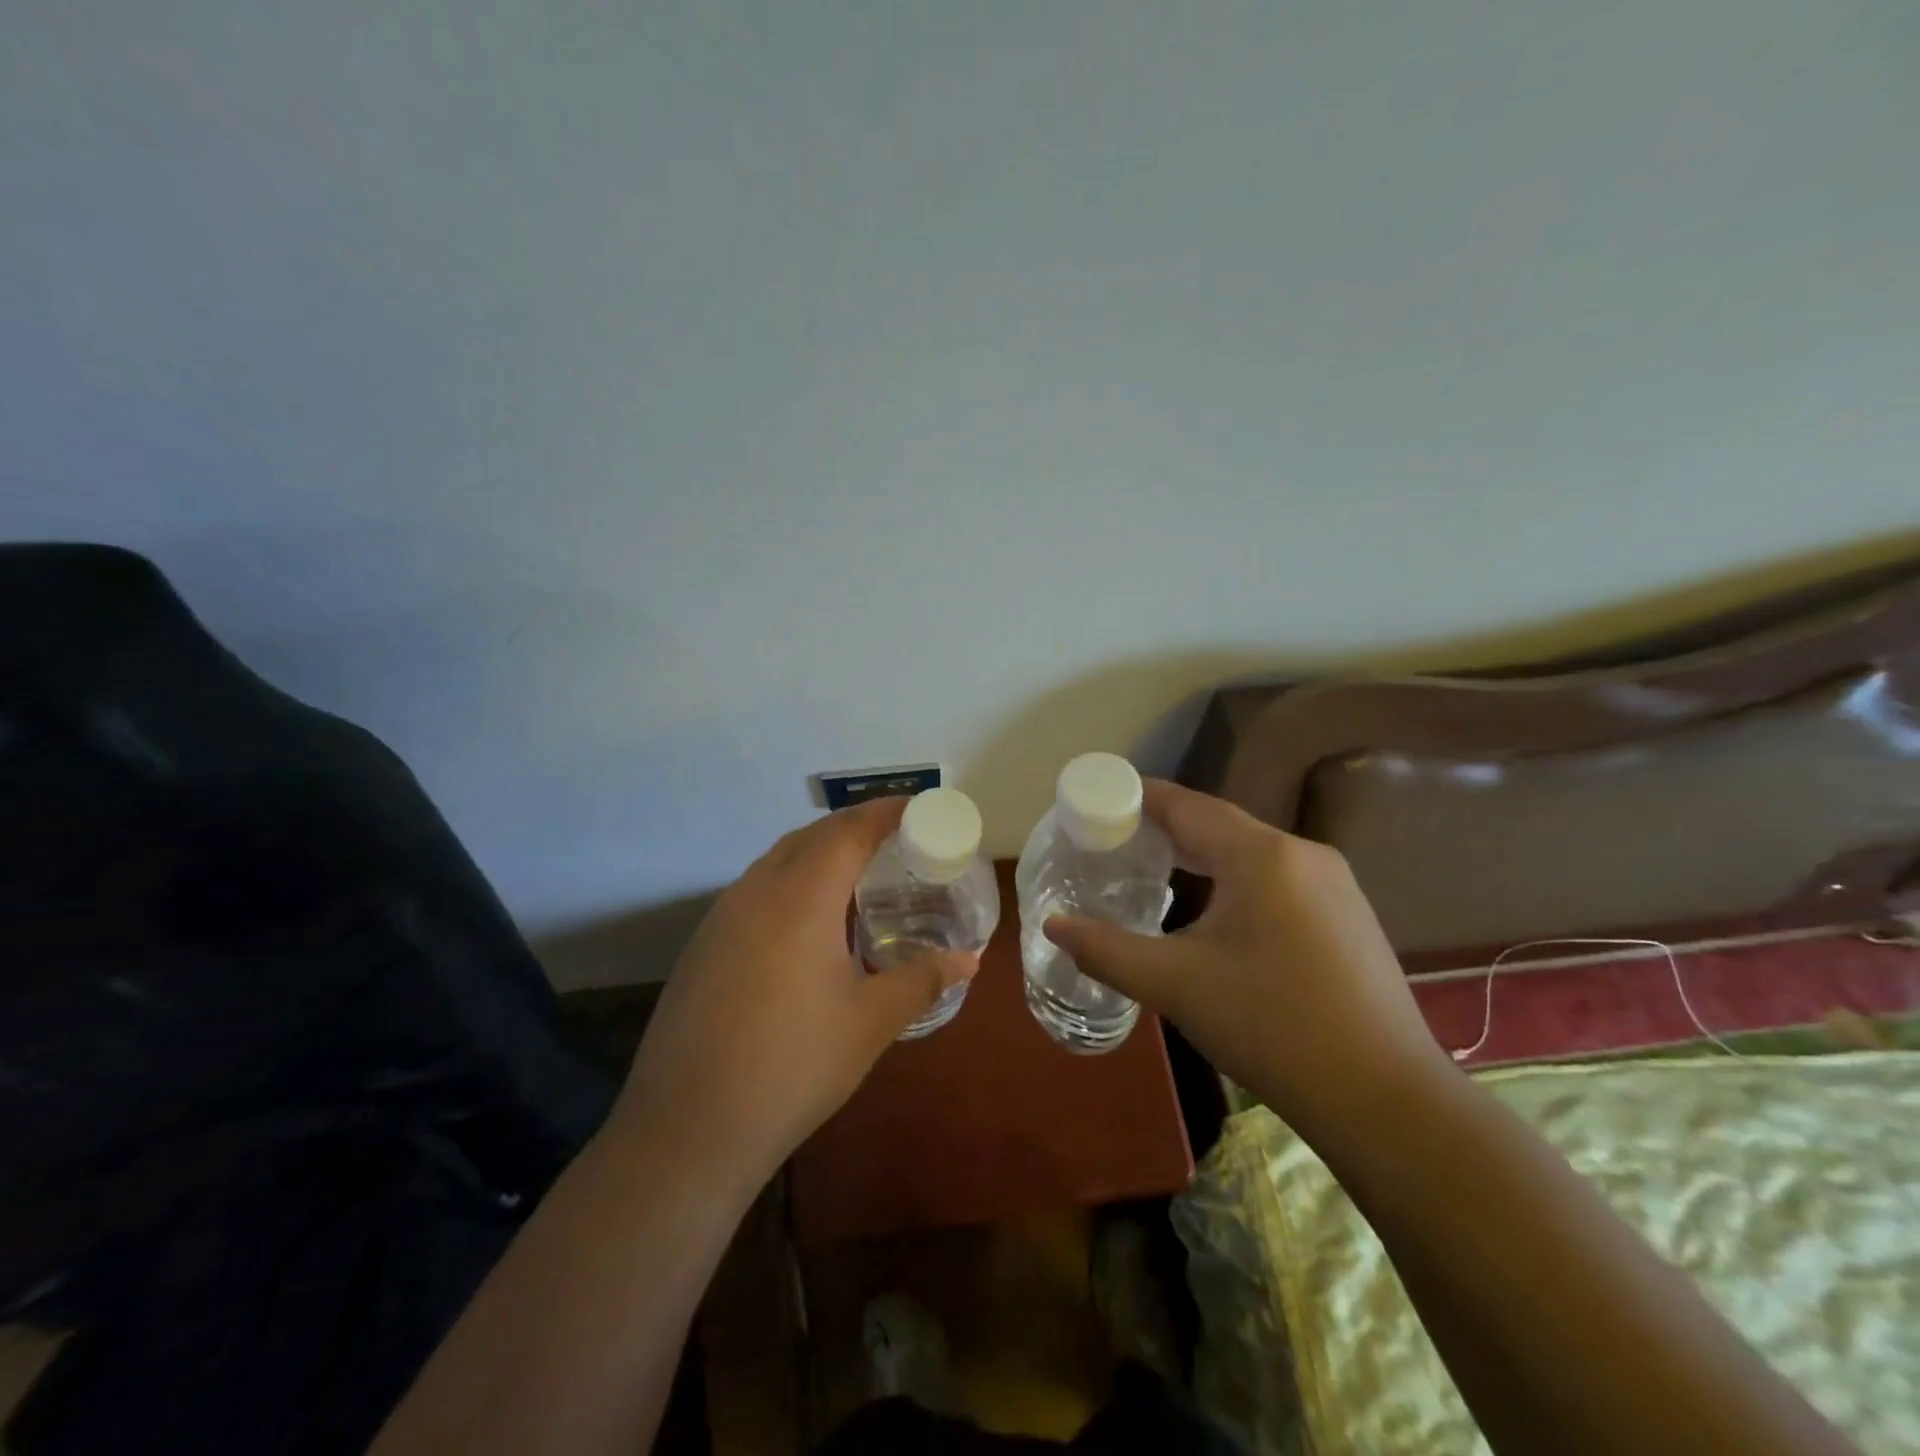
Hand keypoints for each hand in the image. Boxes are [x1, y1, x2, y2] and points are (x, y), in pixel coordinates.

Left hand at [615, 798, 976, 1180]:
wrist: (687, 1129)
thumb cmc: (793, 1065)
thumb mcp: (870, 1022)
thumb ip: (922, 979)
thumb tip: (968, 960)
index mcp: (801, 896)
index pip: (849, 829)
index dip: (886, 811)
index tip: (918, 807)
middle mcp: (757, 890)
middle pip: (811, 835)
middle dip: (855, 827)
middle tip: (896, 841)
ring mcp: (722, 916)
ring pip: (778, 859)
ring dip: (819, 853)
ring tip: (857, 877)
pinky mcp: (703, 945)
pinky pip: (756, 889)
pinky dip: (791, 882)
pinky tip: (806, 925)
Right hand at [1043, 780, 1449, 1139]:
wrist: (1384, 1098)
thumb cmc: (1271, 1026)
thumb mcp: (1175, 985)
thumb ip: (1106, 949)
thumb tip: (1053, 924)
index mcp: (1261, 855)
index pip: (1186, 805)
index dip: (1139, 797)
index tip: (1099, 799)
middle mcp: (1302, 854)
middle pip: (1219, 825)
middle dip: (1166, 828)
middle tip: (1116, 839)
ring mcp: (1334, 885)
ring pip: (1251, 853)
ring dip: (1202, 855)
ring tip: (1156, 869)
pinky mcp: (1348, 917)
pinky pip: (1277, 879)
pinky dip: (1235, 879)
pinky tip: (1217, 911)